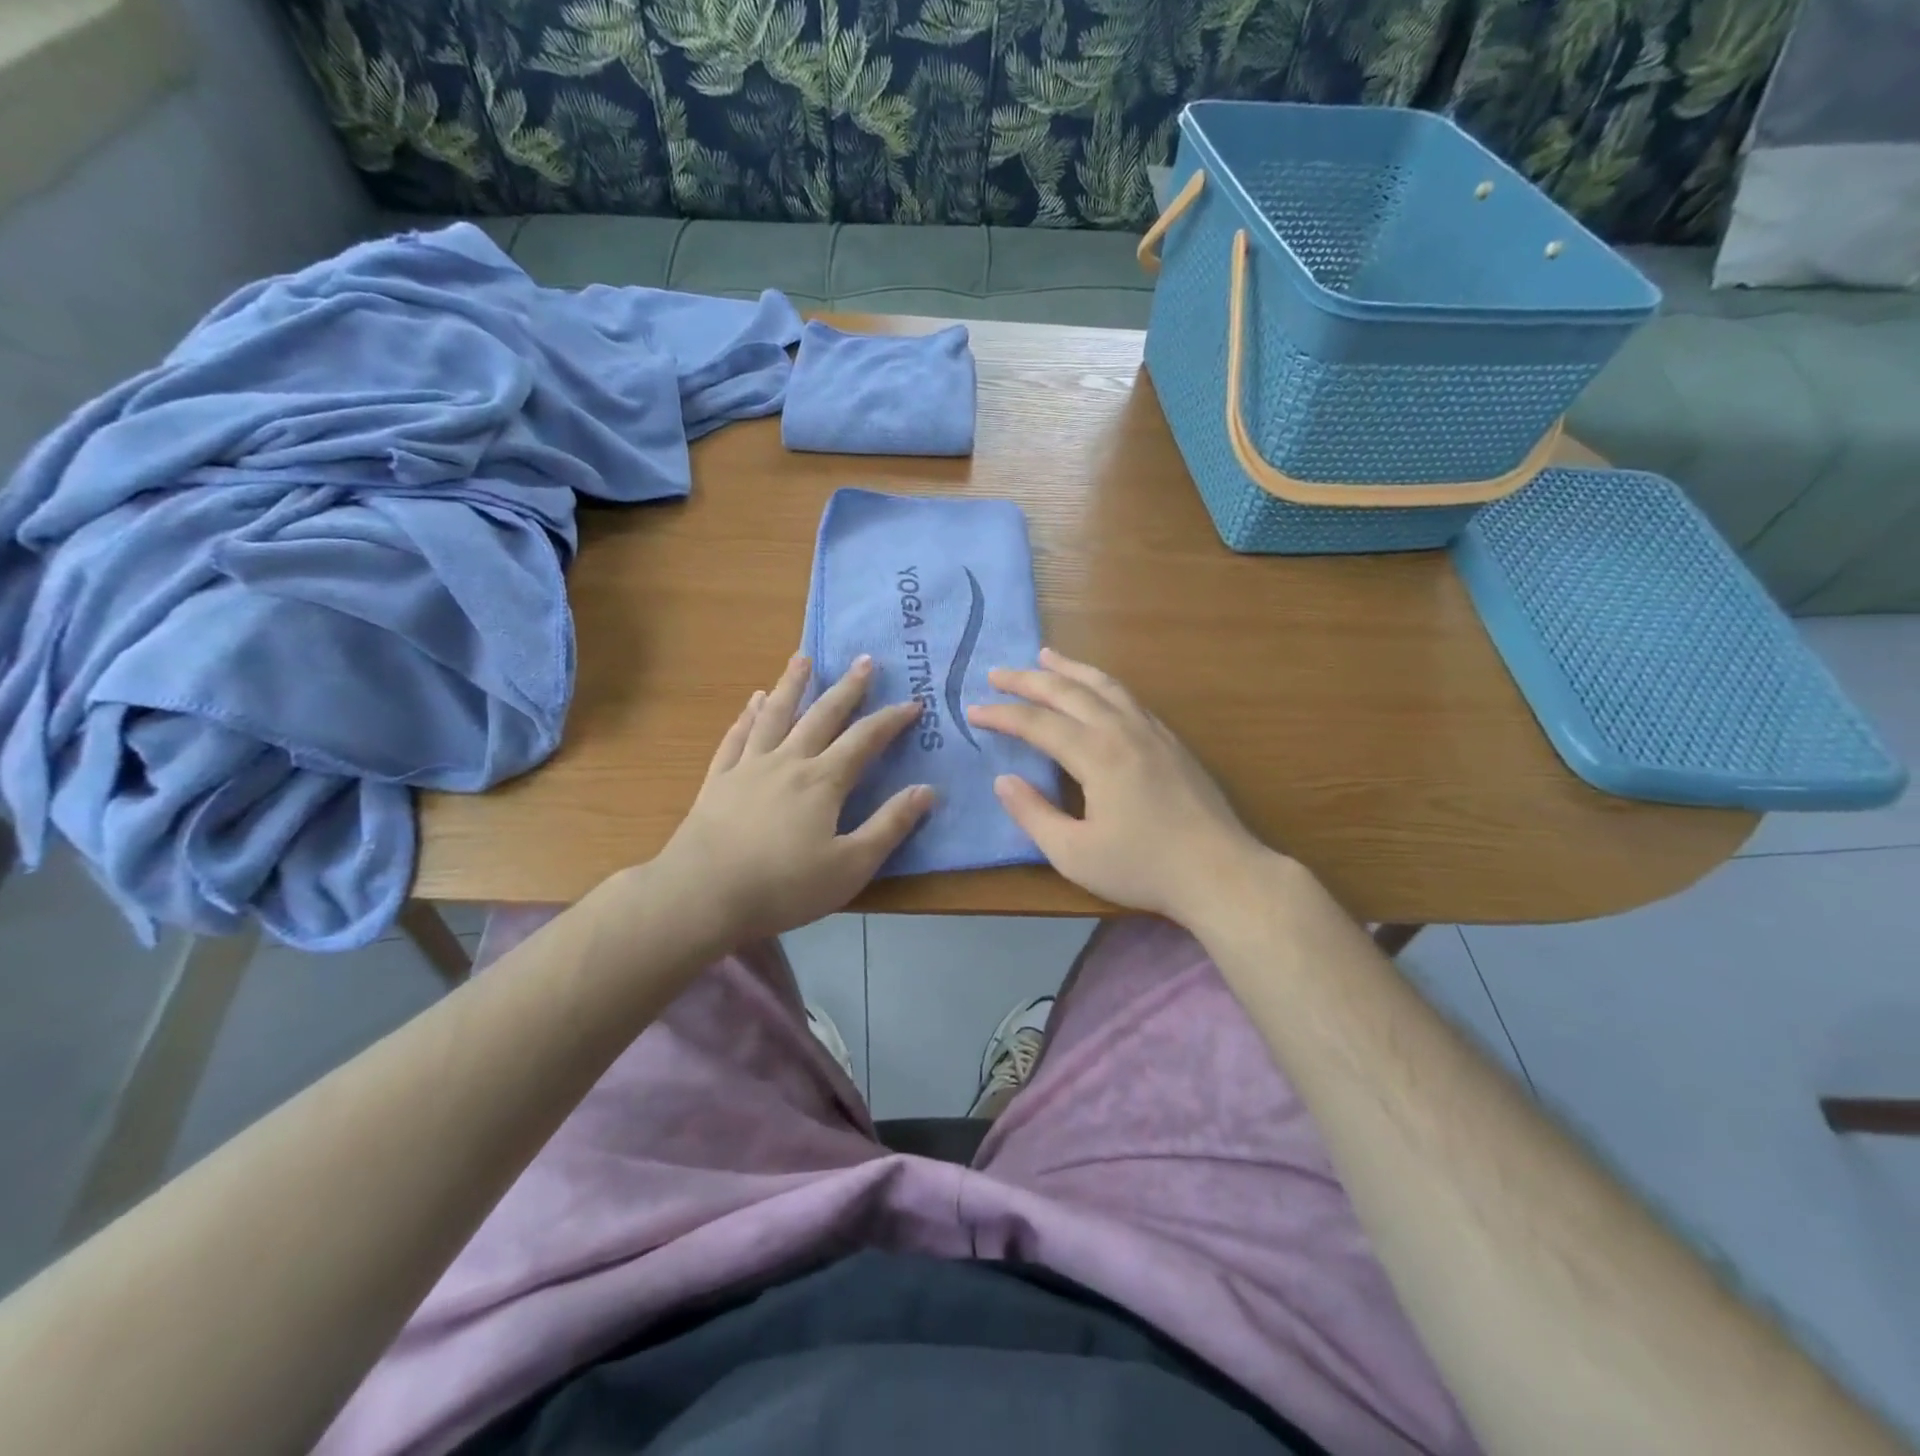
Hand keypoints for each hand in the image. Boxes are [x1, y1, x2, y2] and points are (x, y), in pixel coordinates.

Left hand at [652, 653, 931, 945]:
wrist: (703, 894)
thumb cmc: (784, 886)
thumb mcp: (851, 866)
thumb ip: (890, 825)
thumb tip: (927, 789)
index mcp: (823, 781)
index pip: (865, 739)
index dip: (891, 719)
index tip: (913, 702)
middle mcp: (788, 762)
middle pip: (822, 715)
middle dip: (848, 688)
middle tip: (864, 660)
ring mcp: (749, 767)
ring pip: (775, 715)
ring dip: (791, 685)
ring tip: (802, 659)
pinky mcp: (718, 780)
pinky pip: (736, 737)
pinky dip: (747, 716)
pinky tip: (752, 702)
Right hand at [967, 648, 1271, 925]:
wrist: (1220, 872)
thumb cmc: (1143, 868)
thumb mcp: (1074, 854)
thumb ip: (1033, 814)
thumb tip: (1004, 781)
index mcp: (1096, 754)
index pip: (1038, 723)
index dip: (1002, 715)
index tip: (973, 710)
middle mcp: (1122, 730)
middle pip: (1068, 691)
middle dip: (1028, 680)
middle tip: (997, 673)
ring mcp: (1152, 732)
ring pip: (1104, 685)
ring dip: (1070, 668)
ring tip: (1045, 655)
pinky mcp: (1172, 741)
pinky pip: (1129, 698)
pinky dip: (1102, 684)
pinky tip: (1097, 690)